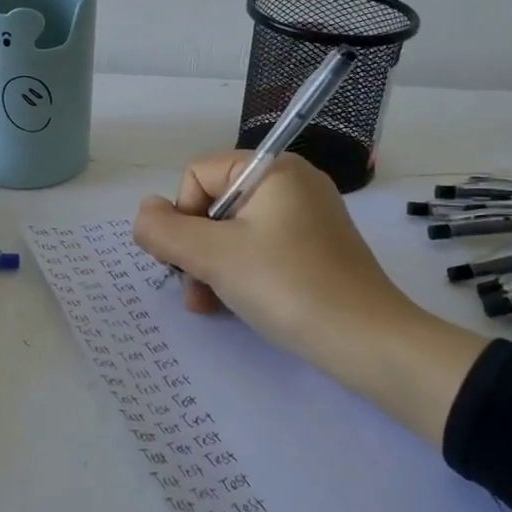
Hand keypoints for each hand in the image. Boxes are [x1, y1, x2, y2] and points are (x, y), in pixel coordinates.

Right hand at [132, 151, 486, 442]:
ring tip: (209, 305)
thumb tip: (144, 212)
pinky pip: (260, 250)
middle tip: (195, 289)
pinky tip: (232, 306)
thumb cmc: (287, 286)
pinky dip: (239, 274)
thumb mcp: (214, 256)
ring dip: (211, 267)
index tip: (185, 258)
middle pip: (214, 204)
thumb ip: (164, 230)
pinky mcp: (314, 250)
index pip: (197, 175)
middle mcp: (291, 184)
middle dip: (195, 249)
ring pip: (233, 232)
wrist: (367, 342)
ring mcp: (306, 218)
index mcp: (272, 169)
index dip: (182, 216)